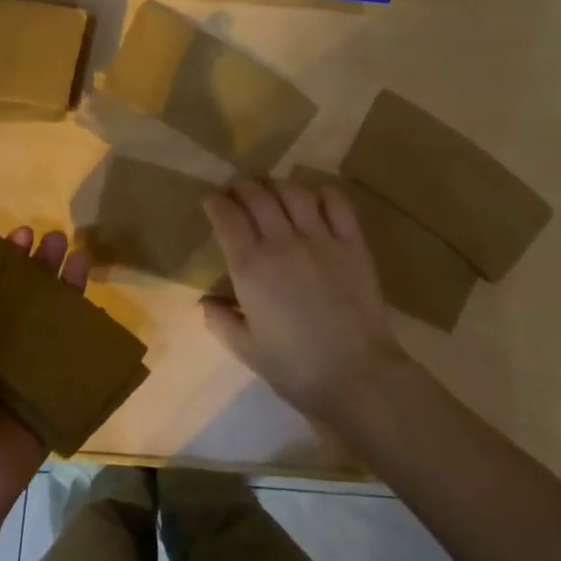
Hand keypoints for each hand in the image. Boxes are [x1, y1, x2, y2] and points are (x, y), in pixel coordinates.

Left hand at [0, 223, 89, 520]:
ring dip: (66, 291)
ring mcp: (26, 373)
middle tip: (58, 238)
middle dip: (41, 267)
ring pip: (51, 323)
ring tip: (82, 257)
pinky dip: (86, 335)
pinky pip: (72, 360)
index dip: (4, 258)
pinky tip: (100, 309)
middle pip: (24, 299)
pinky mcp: (52, 396)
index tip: (22, 231)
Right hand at [201, 177, 409, 423]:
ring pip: (294, 192)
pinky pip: (337, 203)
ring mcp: (320, 239)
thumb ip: (221, 321)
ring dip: (277, 185)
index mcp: (250, 268)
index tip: (211, 199)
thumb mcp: (247, 350)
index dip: (215, 203)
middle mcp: (282, 243)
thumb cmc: (295, 368)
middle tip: (237, 189)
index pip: (227, 218)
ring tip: (272, 189)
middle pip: (258, 197)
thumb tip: (204, 303)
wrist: (356, 375)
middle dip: (242, 186)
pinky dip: (322, 191)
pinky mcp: (352, 243)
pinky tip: (315, 196)